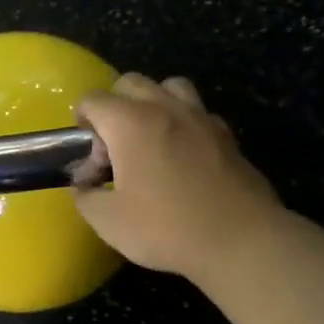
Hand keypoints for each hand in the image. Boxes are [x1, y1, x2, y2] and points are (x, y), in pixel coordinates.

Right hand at [73, 74, 279, 281]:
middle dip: (114, 106)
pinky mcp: (227, 135)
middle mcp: (165, 108)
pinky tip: (184, 155)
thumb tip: (84, 186)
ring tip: (151, 138)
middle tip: (115, 146)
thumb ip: (86, 198)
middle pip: (131, 83)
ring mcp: (200, 117)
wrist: (240, 241)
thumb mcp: (109, 222)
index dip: (82, 122)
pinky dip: (184, 122)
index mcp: (130, 123)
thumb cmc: (167, 228)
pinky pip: (198, 111)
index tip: (89, 155)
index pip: (93, 100)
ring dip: (153, 102)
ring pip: (170, 86)